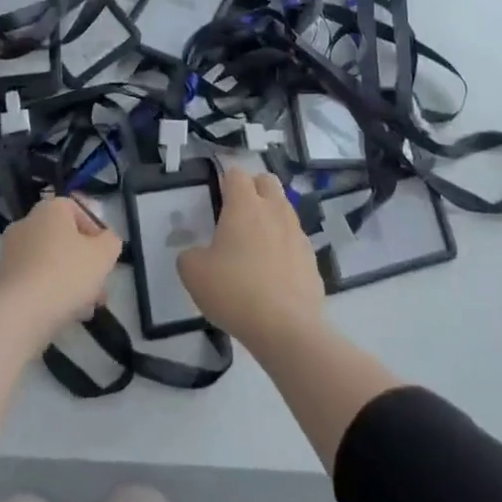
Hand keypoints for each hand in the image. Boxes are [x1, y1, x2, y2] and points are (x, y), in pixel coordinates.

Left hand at [0, 195, 121, 346]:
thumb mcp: (104, 254)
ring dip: (71, 279)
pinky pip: (35, 279)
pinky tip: (67, 314)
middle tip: (100, 285)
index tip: (105, 255)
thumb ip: (111, 242)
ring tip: (88, 306)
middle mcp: (27, 223)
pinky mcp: (3, 279)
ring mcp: (11, 252)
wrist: (20, 314)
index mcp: (50, 209)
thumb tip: (106, 241)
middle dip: (85, 261)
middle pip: (64, 239)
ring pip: (51, 261)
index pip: (77, 209)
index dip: (95, 231)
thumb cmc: (66, 274)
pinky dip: (51, 291)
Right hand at [178, 168, 324, 344]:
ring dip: (270, 217)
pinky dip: (284, 246)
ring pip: (285, 209)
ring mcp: (297, 233)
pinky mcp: (311, 258)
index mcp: (245, 205)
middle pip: (267, 181)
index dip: (226, 181)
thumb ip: (189, 256)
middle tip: (238, 214)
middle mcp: (274, 210)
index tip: (218, 198)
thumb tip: (196, 254)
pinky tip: (274, 272)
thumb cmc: (234, 291)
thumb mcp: (194, 274)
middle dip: (253, 189)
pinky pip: (295, 240)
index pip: (236, 174)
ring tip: (255, 245)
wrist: (286, 327)